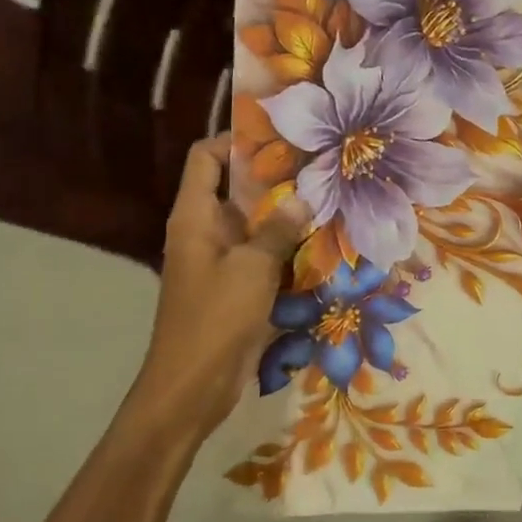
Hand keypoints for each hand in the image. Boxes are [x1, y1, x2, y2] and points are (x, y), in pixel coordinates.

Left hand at [136, 135, 307, 431]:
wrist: (192, 385)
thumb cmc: (215, 318)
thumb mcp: (252, 268)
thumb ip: (278, 230)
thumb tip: (303, 198)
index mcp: (195, 217)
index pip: (206, 157)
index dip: (236, 140)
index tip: (280, 136)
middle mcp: (205, 230)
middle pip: (234, 187)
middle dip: (274, 176)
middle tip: (319, 165)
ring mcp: (221, 259)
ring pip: (254, 222)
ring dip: (285, 213)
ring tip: (329, 197)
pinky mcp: (236, 285)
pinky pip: (262, 253)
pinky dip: (286, 245)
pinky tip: (322, 241)